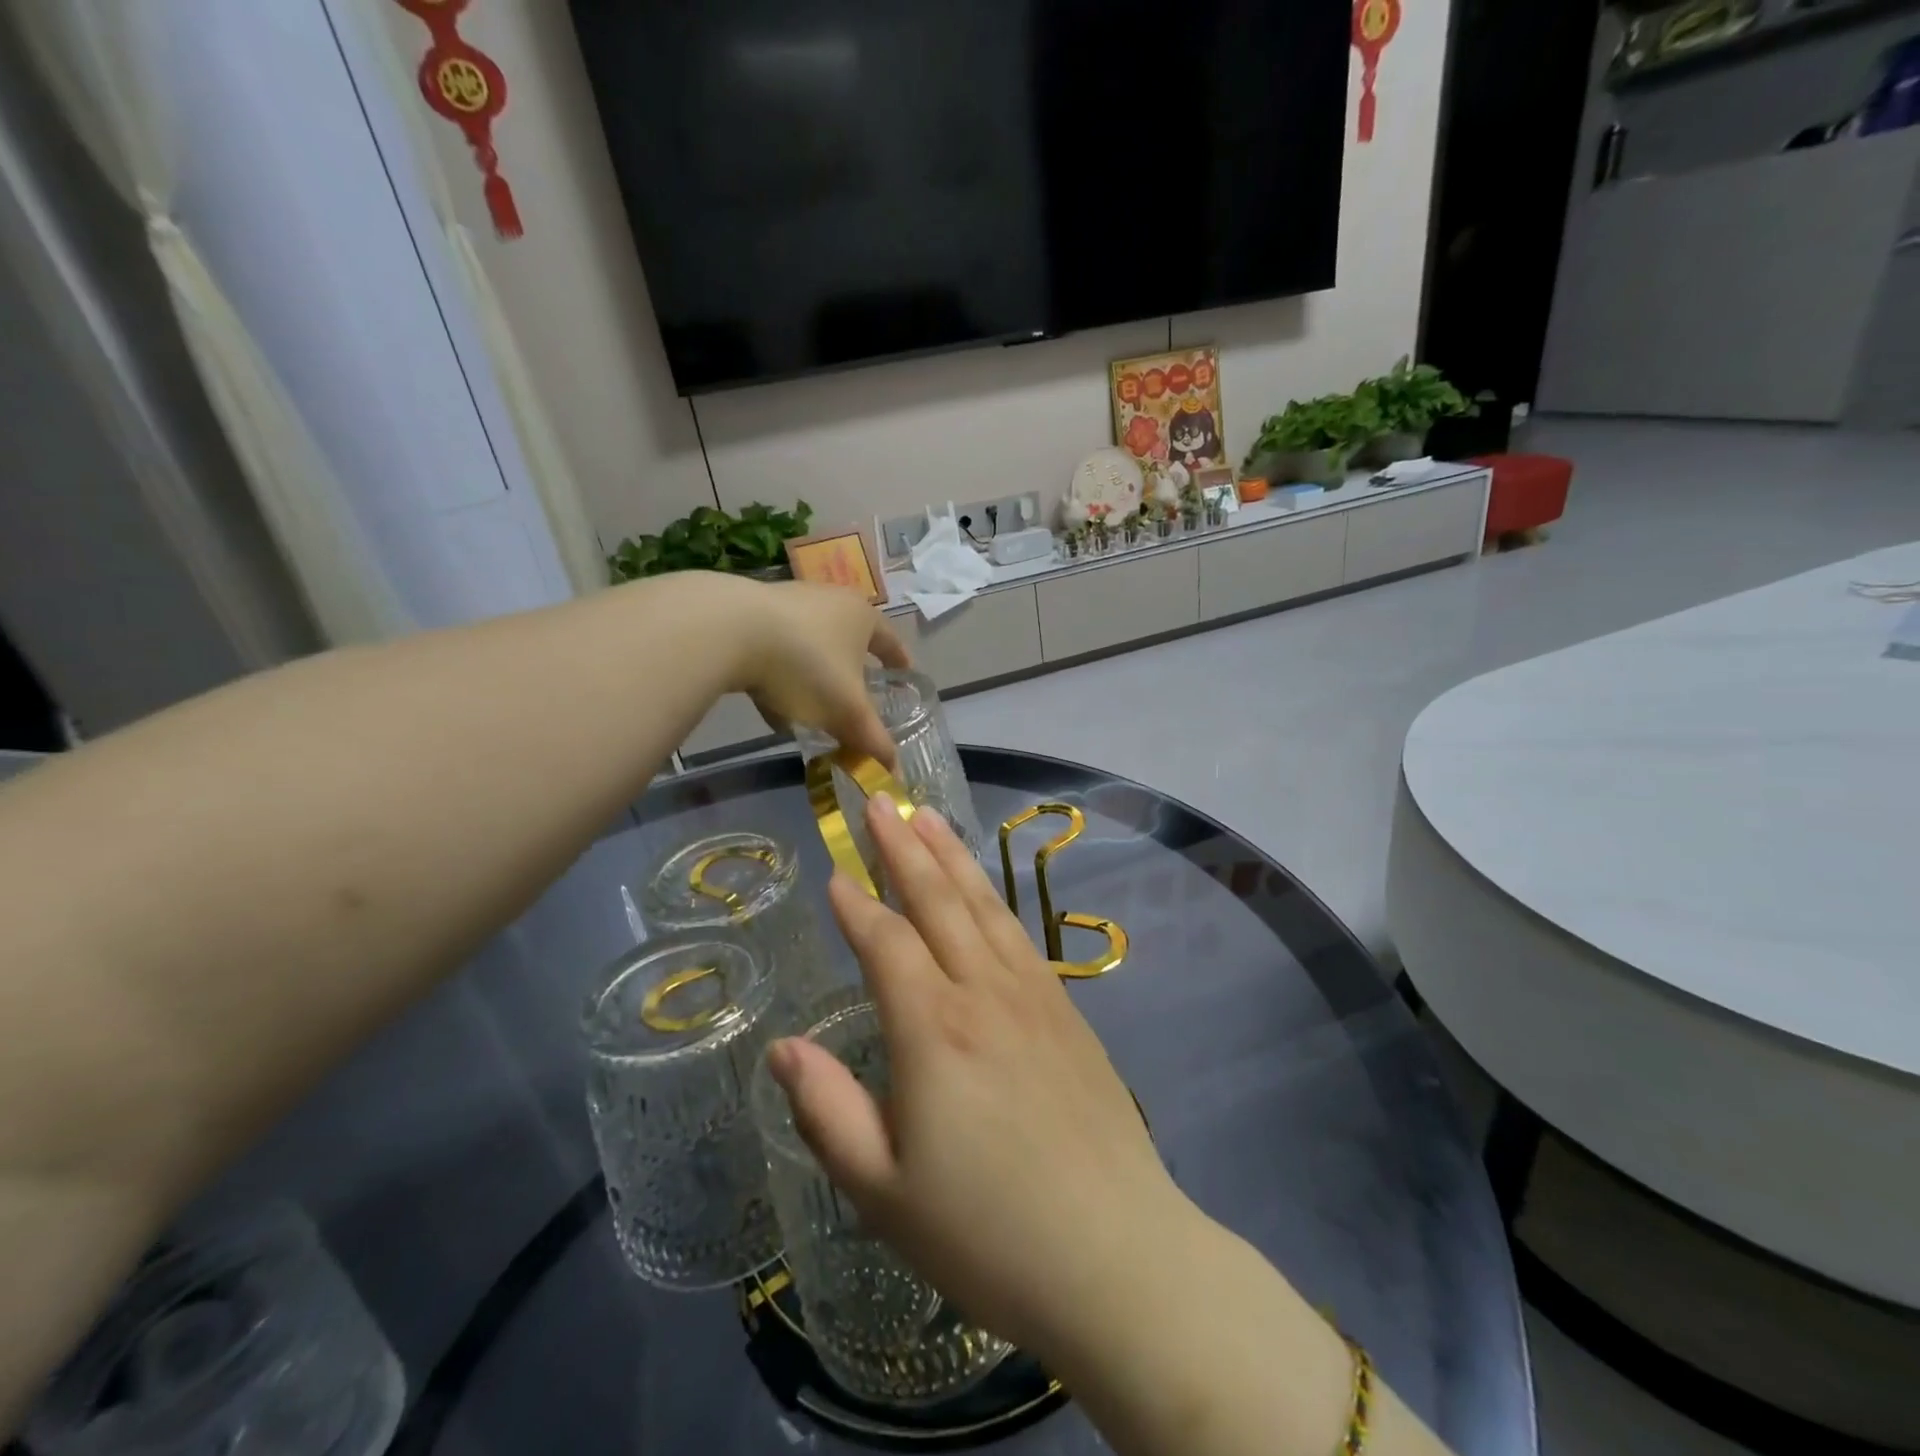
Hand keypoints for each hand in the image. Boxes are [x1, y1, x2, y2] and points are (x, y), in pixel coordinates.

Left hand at [730, 580, 907, 766]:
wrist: (728, 629)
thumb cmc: (806, 664)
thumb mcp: (846, 710)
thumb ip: (872, 741)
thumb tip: (894, 772)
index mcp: (862, 616)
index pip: (891, 641)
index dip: (900, 662)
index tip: (905, 678)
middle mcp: (829, 600)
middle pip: (849, 641)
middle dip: (852, 674)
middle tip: (856, 701)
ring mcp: (788, 603)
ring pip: (810, 648)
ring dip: (814, 679)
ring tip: (812, 711)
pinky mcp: (750, 613)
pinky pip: (777, 651)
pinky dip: (781, 677)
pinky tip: (772, 706)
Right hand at [765, 794, 1194, 1361]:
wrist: (1116, 1254)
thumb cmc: (987, 1233)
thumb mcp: (883, 1191)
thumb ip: (828, 1112)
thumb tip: (784, 1050)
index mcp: (933, 1029)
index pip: (885, 943)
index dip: (857, 905)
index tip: (835, 872)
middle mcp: (983, 992)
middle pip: (936, 900)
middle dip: (903, 846)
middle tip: (880, 799)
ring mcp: (1032, 995)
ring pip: (982, 904)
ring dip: (951, 855)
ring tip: (927, 816)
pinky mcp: (1066, 1011)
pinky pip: (1019, 932)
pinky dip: (991, 896)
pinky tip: (982, 887)